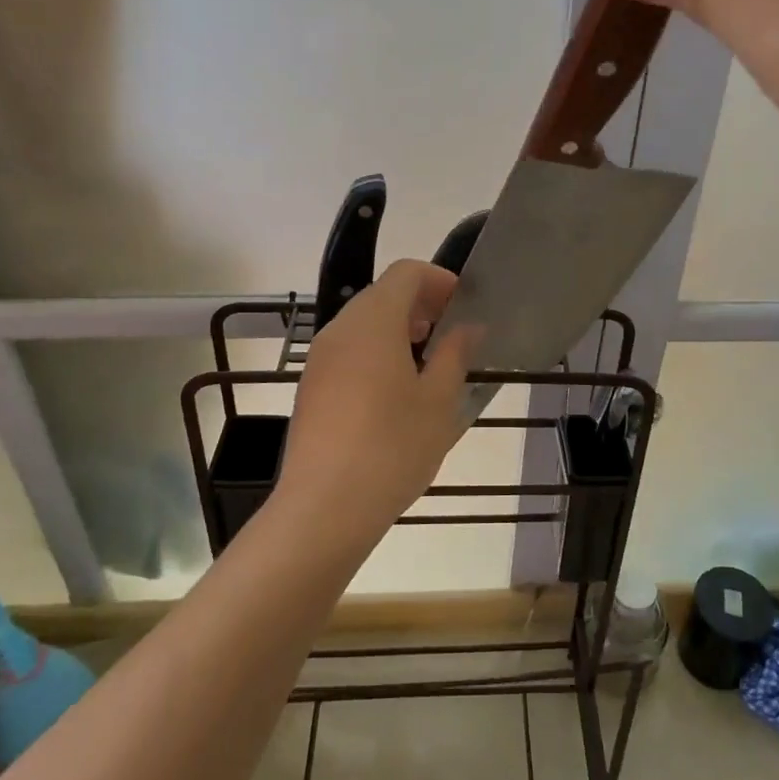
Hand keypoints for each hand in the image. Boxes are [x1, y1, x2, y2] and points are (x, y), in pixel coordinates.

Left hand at [277, 260, 477, 534]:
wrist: (324, 507)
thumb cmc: (392, 447)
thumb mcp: (439, 401)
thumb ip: (455, 354)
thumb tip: (467, 327)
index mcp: (374, 321)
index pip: (406, 272)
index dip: (439, 280)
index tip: (463, 308)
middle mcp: (340, 329)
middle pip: (382, 294)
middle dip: (420, 306)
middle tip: (451, 338)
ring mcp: (320, 358)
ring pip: (363, 324)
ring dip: (398, 331)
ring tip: (427, 368)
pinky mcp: (311, 387)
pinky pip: (348, 351)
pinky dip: (375, 353)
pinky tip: (394, 395)